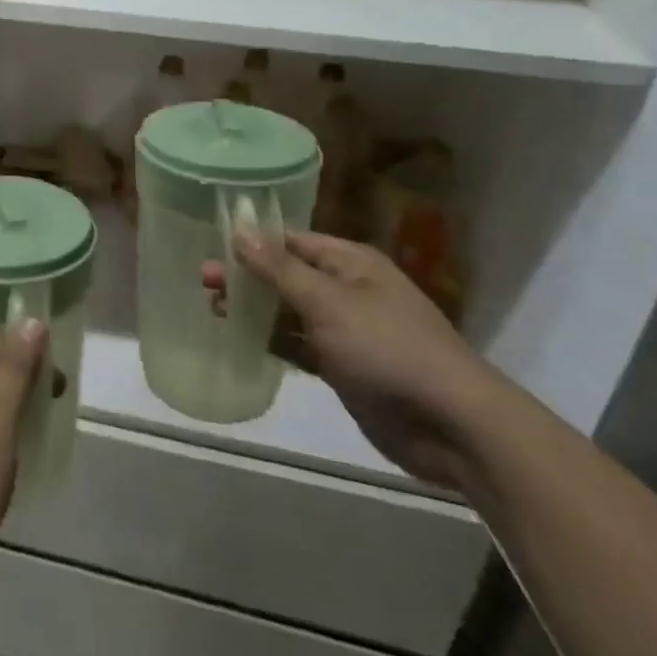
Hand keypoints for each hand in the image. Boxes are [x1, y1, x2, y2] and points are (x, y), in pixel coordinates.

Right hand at [204, 230, 510, 488]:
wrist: (452, 427)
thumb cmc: (387, 349)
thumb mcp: (328, 302)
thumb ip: (278, 268)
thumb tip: (239, 228)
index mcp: (351, 263)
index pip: (291, 241)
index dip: (253, 242)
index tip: (212, 245)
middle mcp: (348, 290)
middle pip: (287, 275)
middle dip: (248, 277)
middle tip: (204, 282)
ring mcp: (347, 330)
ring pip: (290, 312)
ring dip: (256, 310)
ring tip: (214, 309)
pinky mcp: (344, 367)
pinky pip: (299, 345)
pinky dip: (273, 342)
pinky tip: (242, 342)